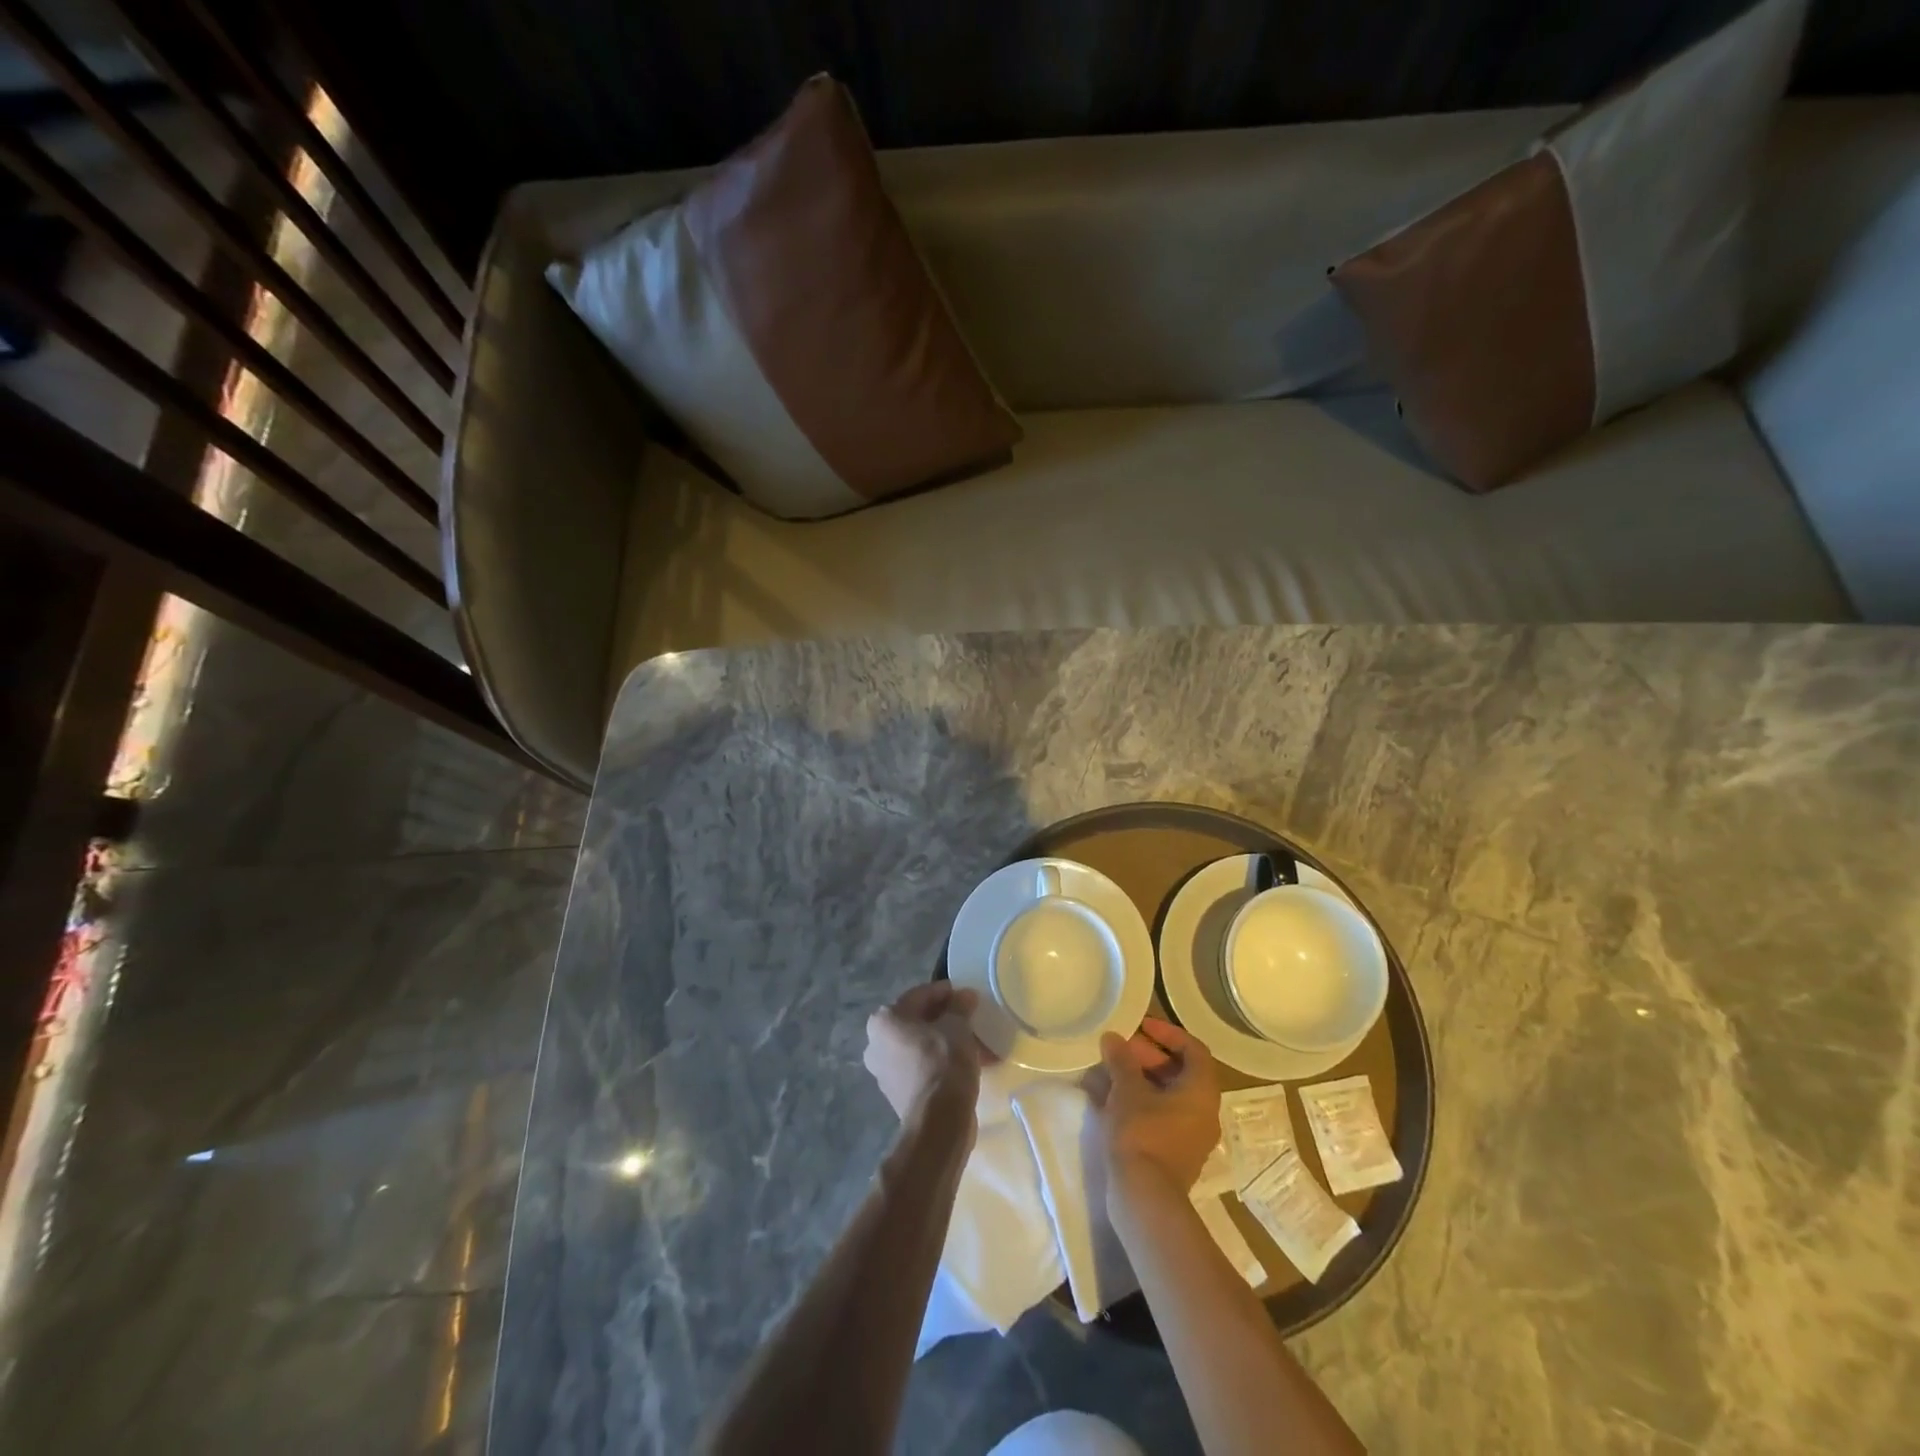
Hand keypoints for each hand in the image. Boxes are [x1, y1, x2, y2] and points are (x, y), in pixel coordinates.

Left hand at [863, 983, 995, 1124]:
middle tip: (970, 1017)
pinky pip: (922, 1066)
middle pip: (917, 1021)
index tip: (967, 995)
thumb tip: (965, 996)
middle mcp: (876, 1043)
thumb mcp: (958, 1027)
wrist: (938, 1122)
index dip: (946, 993)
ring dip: (945, 1041)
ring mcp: (884, 1070)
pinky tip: (966, 1063)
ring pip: (921, 1045)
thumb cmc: (944, 1062)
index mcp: (884, 1020)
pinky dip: (941, 1061)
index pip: (920, 995)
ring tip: (974, 1042)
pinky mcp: (897, 1093)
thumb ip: (959, 1006)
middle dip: (945, 1019)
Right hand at [1088, 1018, 1220, 1201]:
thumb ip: (1122, 1060)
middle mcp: (1203, 1112)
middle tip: (1119, 1050)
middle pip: (1179, 1072)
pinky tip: (1107, 1099)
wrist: (1144, 1198)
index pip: (1194, 1049)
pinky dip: (1137, 1102)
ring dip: (1138, 1079)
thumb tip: (1113, 1038)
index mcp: (1201, 1092)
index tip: (1141, 1027)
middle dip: (1147, 1056)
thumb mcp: (1128, 1090)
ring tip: (1107, 1072)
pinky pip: (1158, 1116)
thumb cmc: (1142, 1133)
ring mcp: (1189, 1136)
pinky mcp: (1172, 1154)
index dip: (1168, 1033)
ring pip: (1165, 1095)